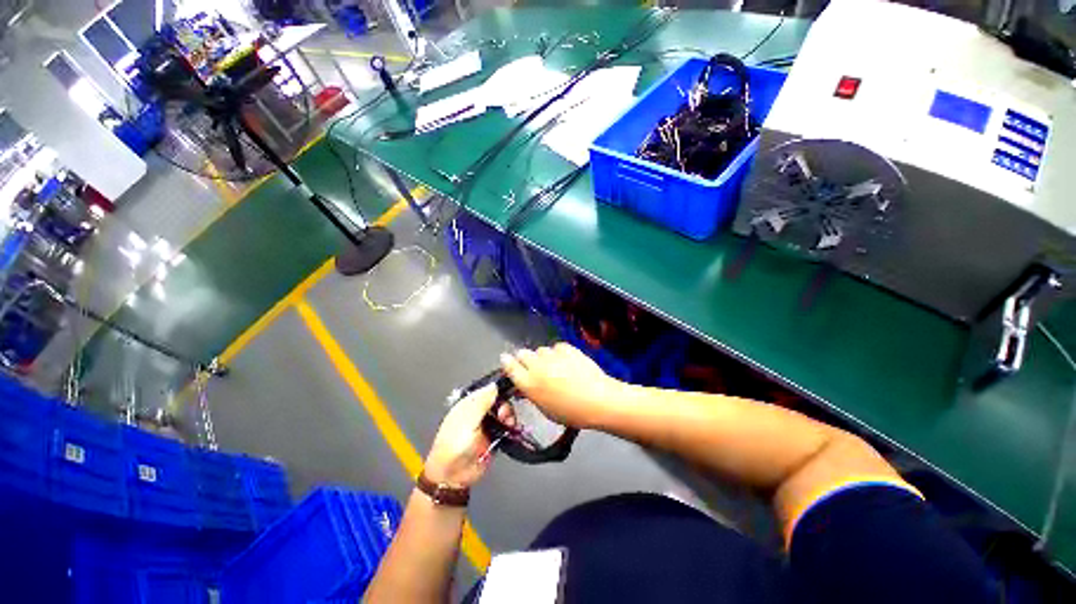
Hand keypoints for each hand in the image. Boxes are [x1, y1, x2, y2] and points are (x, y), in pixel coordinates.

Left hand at [423, 384, 513, 488]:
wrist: (453, 475)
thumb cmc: (454, 444)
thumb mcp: (467, 419)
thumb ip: (482, 401)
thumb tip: (494, 384)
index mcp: (468, 404)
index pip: (486, 390)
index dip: (497, 390)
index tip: (507, 392)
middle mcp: (478, 412)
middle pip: (498, 401)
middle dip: (504, 405)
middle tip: (503, 414)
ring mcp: (487, 425)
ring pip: (504, 413)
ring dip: (508, 416)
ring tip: (507, 423)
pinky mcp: (495, 437)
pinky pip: (507, 426)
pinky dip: (511, 426)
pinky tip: (511, 428)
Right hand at [501, 343, 621, 428]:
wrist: (598, 400)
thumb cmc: (571, 412)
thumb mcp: (545, 409)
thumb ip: (532, 393)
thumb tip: (524, 385)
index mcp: (528, 384)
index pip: (509, 366)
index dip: (507, 362)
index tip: (507, 361)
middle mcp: (536, 366)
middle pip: (522, 353)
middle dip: (525, 359)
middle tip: (534, 368)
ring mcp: (552, 355)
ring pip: (540, 350)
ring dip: (543, 357)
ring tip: (555, 366)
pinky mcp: (567, 348)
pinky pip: (556, 347)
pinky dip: (559, 353)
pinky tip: (567, 361)